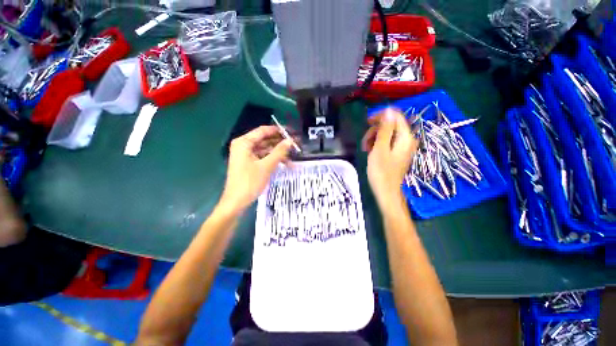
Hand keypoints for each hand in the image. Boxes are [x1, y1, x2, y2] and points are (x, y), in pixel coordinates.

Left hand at [220, 126, 292, 213]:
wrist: (236, 202)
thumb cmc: (249, 182)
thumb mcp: (266, 166)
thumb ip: (279, 152)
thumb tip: (291, 141)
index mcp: (244, 142)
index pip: (263, 131)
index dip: (278, 131)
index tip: (292, 132)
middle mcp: (243, 146)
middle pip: (265, 140)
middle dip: (280, 142)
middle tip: (295, 144)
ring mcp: (246, 155)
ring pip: (265, 149)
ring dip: (278, 152)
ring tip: (293, 154)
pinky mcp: (249, 163)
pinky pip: (263, 157)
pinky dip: (273, 159)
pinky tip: (285, 163)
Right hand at [363, 108, 417, 203]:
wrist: (386, 192)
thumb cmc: (381, 172)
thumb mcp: (380, 149)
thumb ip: (385, 129)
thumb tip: (389, 110)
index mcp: (405, 138)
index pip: (396, 117)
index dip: (381, 116)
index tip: (367, 122)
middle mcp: (407, 140)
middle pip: (391, 126)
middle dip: (375, 130)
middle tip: (364, 141)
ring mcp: (403, 147)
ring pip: (387, 134)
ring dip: (374, 138)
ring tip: (365, 148)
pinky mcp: (397, 153)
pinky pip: (388, 143)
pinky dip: (378, 145)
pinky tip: (370, 151)